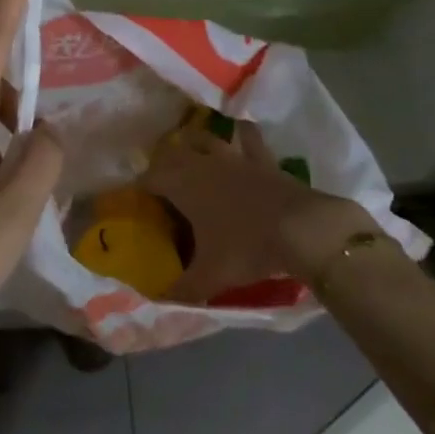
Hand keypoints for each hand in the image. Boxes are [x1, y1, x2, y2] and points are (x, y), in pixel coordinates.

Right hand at [142, 121, 375, 302]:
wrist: (301, 229)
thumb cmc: (248, 247)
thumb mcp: (212, 275)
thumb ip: (183, 287)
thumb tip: (158, 300)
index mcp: (182, 185)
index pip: (148, 178)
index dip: (137, 187)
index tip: (133, 199)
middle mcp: (202, 163)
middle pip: (171, 151)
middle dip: (161, 162)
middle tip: (160, 181)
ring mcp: (233, 156)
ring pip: (204, 137)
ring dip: (193, 142)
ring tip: (191, 153)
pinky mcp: (261, 157)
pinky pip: (247, 136)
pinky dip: (240, 133)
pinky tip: (238, 134)